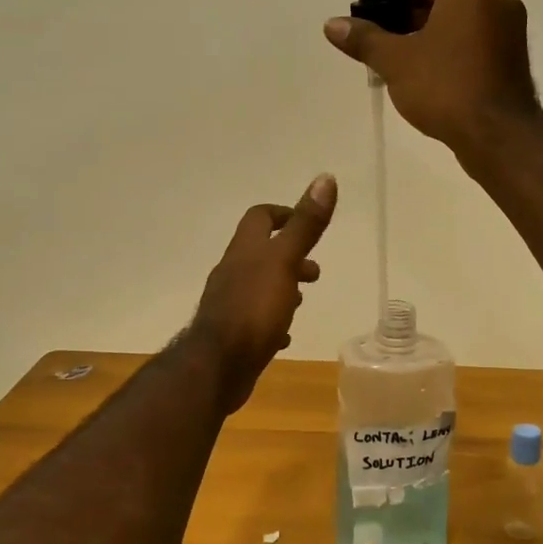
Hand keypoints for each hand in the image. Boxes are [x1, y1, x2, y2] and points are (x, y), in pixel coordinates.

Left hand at [189, 174, 336, 410]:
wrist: (217, 365)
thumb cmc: (254, 308)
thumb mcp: (285, 261)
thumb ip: (306, 224)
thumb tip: (326, 178)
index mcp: (245, 250)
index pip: (260, 217)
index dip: (283, 214)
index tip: (306, 224)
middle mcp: (233, 272)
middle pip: (260, 253)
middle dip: (288, 256)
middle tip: (314, 272)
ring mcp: (230, 304)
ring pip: (258, 285)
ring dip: (281, 287)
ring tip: (303, 300)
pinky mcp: (232, 334)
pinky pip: (255, 320)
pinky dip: (272, 320)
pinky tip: (285, 335)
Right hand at [323, 0, 541, 155]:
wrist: (497, 135)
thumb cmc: (444, 87)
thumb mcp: (395, 61)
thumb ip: (363, 39)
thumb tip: (332, 24)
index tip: (369, 15)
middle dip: (407, 16)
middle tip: (379, 40)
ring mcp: (510, 30)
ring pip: (459, 21)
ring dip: (427, 34)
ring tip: (397, 61)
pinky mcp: (513, 58)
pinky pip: (475, 42)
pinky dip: (449, 49)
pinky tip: (427, 75)